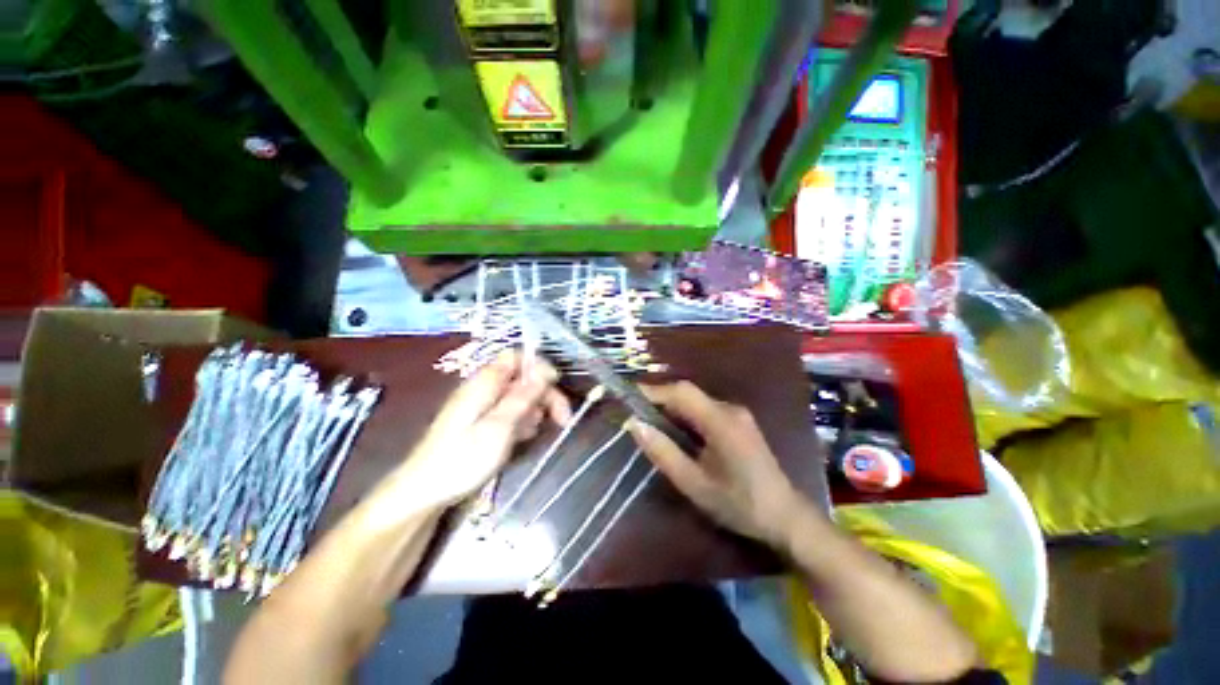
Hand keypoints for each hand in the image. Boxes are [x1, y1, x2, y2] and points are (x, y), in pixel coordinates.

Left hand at [382, 351, 570, 510]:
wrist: (424, 492)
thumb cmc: (463, 458)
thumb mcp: (500, 426)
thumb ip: (523, 396)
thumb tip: (545, 369)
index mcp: (485, 382)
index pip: (517, 357)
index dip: (539, 367)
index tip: (556, 387)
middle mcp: (484, 388)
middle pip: (522, 377)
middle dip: (544, 393)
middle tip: (562, 418)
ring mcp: (481, 405)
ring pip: (518, 396)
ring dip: (534, 410)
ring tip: (535, 432)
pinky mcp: (480, 422)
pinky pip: (509, 412)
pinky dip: (521, 421)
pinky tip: (523, 438)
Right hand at [626, 381, 809, 548]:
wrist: (786, 516)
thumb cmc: (739, 504)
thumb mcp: (694, 483)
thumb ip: (663, 452)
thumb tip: (634, 425)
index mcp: (721, 421)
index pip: (682, 392)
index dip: (653, 391)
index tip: (629, 397)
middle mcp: (730, 409)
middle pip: (688, 393)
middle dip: (660, 399)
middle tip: (635, 412)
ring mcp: (737, 413)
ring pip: (696, 400)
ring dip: (672, 407)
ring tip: (650, 421)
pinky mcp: (739, 421)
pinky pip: (705, 409)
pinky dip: (686, 414)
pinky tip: (676, 430)